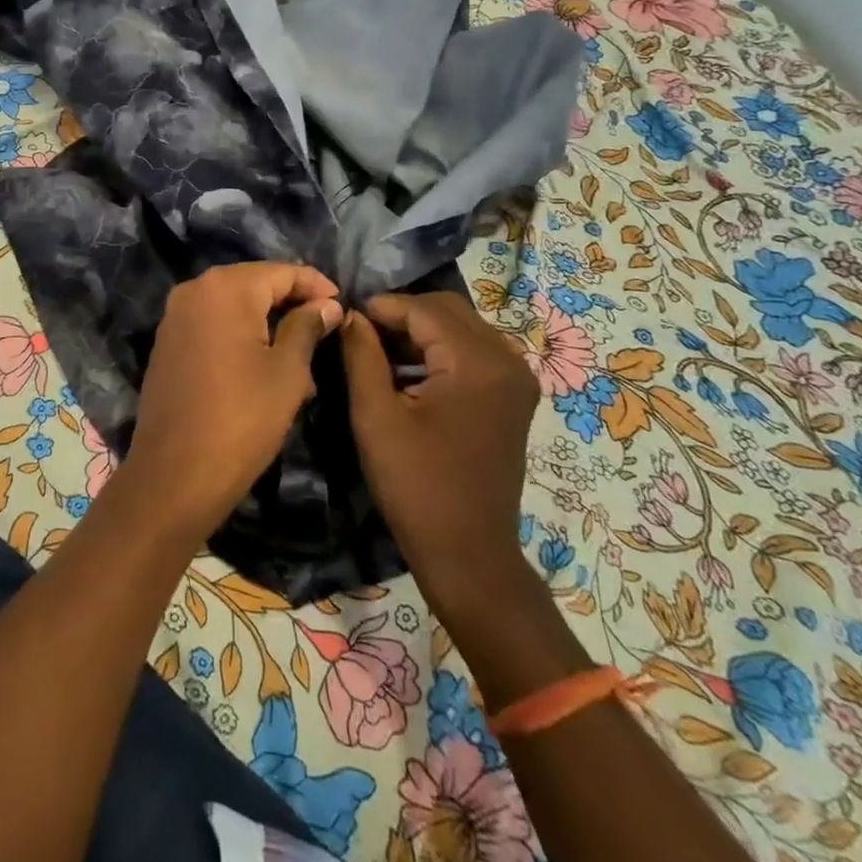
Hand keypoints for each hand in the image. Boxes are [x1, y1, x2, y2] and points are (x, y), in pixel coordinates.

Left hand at [120, 263, 342, 545]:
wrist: (175, 473)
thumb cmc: (242, 419)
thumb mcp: (287, 372)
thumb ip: (307, 327)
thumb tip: (327, 304)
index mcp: (225, 288)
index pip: (281, 272)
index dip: (316, 285)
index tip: (343, 305)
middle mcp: (194, 289)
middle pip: (254, 284)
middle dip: (291, 303)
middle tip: (326, 329)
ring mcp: (175, 316)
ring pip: (233, 306)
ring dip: (267, 321)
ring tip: (302, 353)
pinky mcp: (167, 342)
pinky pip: (212, 324)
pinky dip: (240, 334)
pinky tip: (264, 362)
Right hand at [340, 292, 539, 616]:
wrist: (469, 554)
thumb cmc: (416, 486)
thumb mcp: (375, 416)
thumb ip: (361, 355)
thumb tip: (350, 316)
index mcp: (477, 363)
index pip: (423, 309)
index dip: (380, 307)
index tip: (344, 317)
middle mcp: (508, 361)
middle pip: (448, 310)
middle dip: (402, 314)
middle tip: (361, 333)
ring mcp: (517, 379)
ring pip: (462, 327)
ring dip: (421, 330)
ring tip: (379, 349)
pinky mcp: (514, 397)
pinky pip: (474, 350)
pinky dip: (441, 349)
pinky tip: (409, 369)